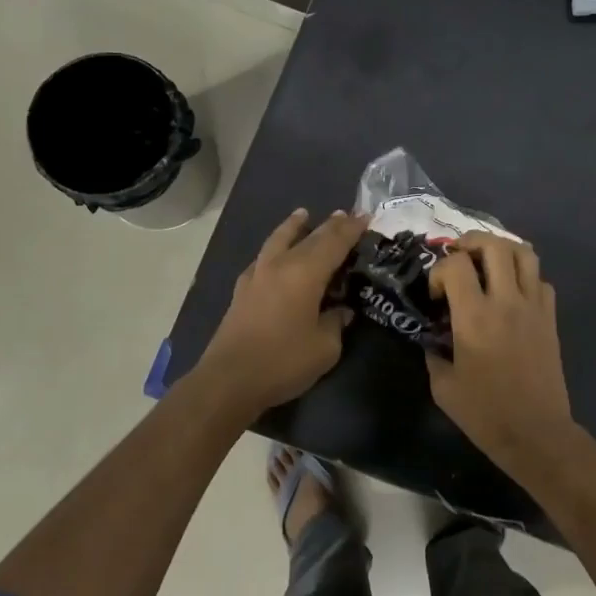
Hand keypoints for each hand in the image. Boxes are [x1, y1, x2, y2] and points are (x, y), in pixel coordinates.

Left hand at [195, 208, 367, 418]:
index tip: (366, 217)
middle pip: (309, 237)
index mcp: (305, 273)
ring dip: (294, 226)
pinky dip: (275, 248)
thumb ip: (336, 322)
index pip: (334, 242)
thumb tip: (341, 311)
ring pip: (278, 240)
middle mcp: (280, 265)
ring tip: (302, 215)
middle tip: (345, 215)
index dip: (351, 229)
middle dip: (330, 225)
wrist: (229, 381)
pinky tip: (276, 254)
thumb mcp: (325, 347)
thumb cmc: (283, 361)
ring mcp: (257, 276)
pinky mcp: (242, 291)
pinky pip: (263, 258)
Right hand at [426, 231, 575, 466]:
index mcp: (474, 317)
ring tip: (487, 264)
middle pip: (494, 246)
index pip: (456, 264)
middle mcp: (506, 302)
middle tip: (460, 257)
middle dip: (471, 243)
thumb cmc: (485, 413)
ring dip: (502, 250)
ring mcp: (533, 307)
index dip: (440, 270)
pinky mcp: (550, 318)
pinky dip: (525, 276)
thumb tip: (433, 338)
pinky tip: (512, 293)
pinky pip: (540, 280)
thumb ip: (434, 353)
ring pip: (525, 253)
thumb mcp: (443, 386)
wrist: (535, 433)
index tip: (436, 294)